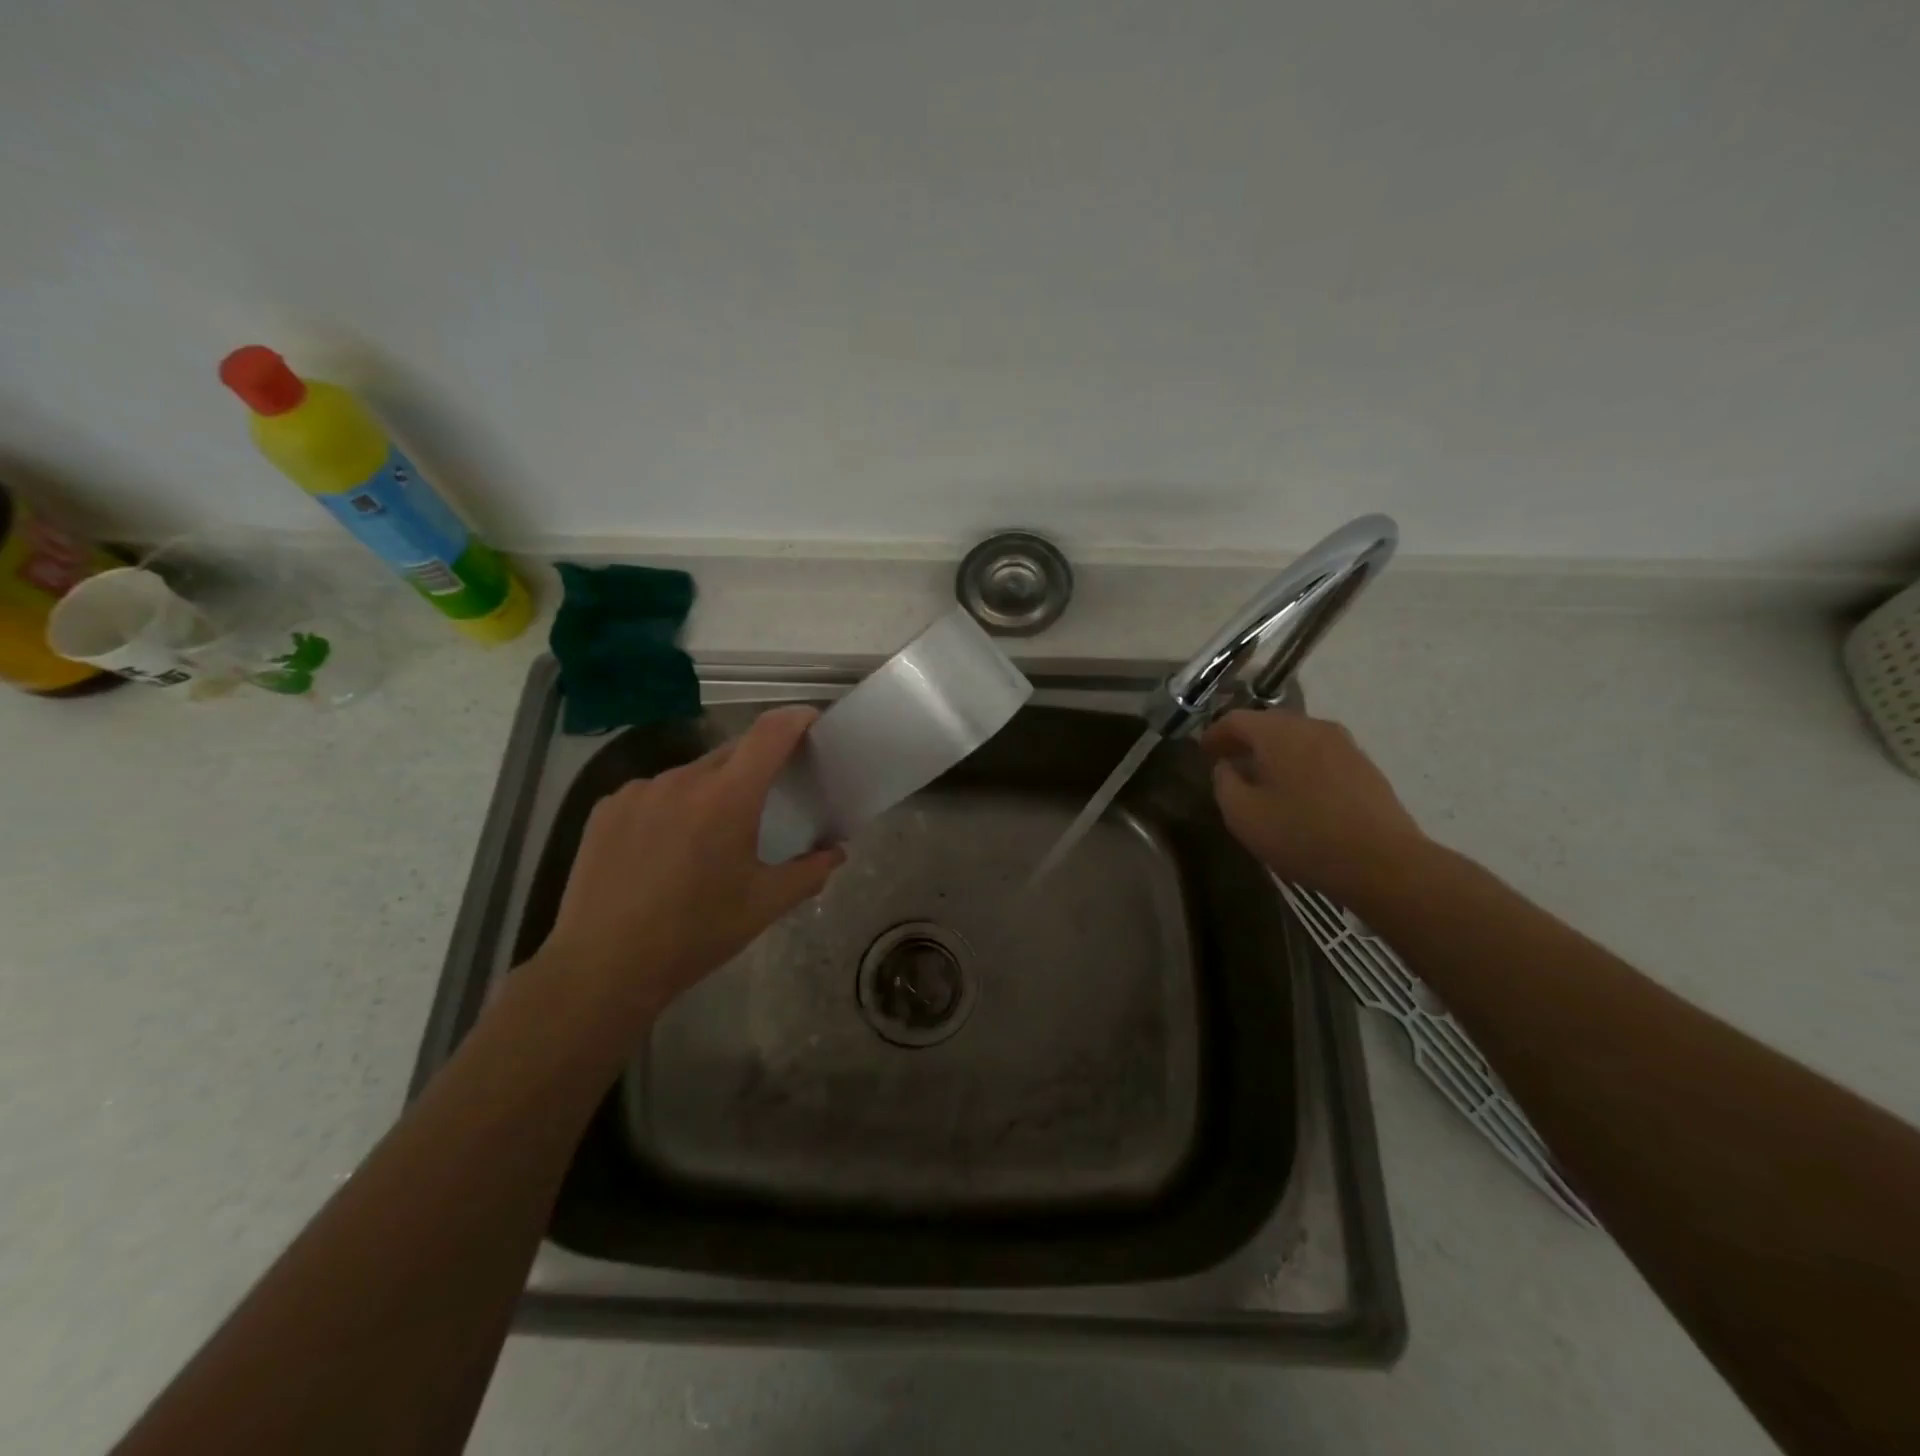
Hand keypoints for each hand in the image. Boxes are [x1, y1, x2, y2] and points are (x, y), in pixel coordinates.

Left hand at [530, 706, 844, 1032]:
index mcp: (728, 798)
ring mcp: (639, 791)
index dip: (796, 719)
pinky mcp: (607, 808)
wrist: (602, 967)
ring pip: (692, 775)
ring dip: (711, 791)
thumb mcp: (764, 905)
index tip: (812, 722)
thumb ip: (809, 872)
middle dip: (756, 766)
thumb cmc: (695, 934)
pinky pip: (654, 793)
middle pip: (732, 753)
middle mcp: (683, 780)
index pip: (770, 734)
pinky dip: (672, 807)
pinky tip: (665, 849)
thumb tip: (836, 853)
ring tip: (709, 838)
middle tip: (767, 798)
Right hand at [1199, 708, 1428, 907]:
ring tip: (1261, 779)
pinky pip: (1320, 754)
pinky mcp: (1364, 766)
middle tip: (1228, 763)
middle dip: (1245, 740)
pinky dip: (1299, 763)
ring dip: (1274, 752)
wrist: (1382, 863)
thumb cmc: (1302, 836)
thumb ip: (1224, 783)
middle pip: (1269, 723)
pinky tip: (1296, 792)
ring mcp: (1344, 744)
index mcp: (1279, 733)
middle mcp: (1312, 727)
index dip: (1214, 734)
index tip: (1203, 753)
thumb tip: (1226, 766)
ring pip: (1297, 738)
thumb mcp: (1243, 815)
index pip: (1236, 719)